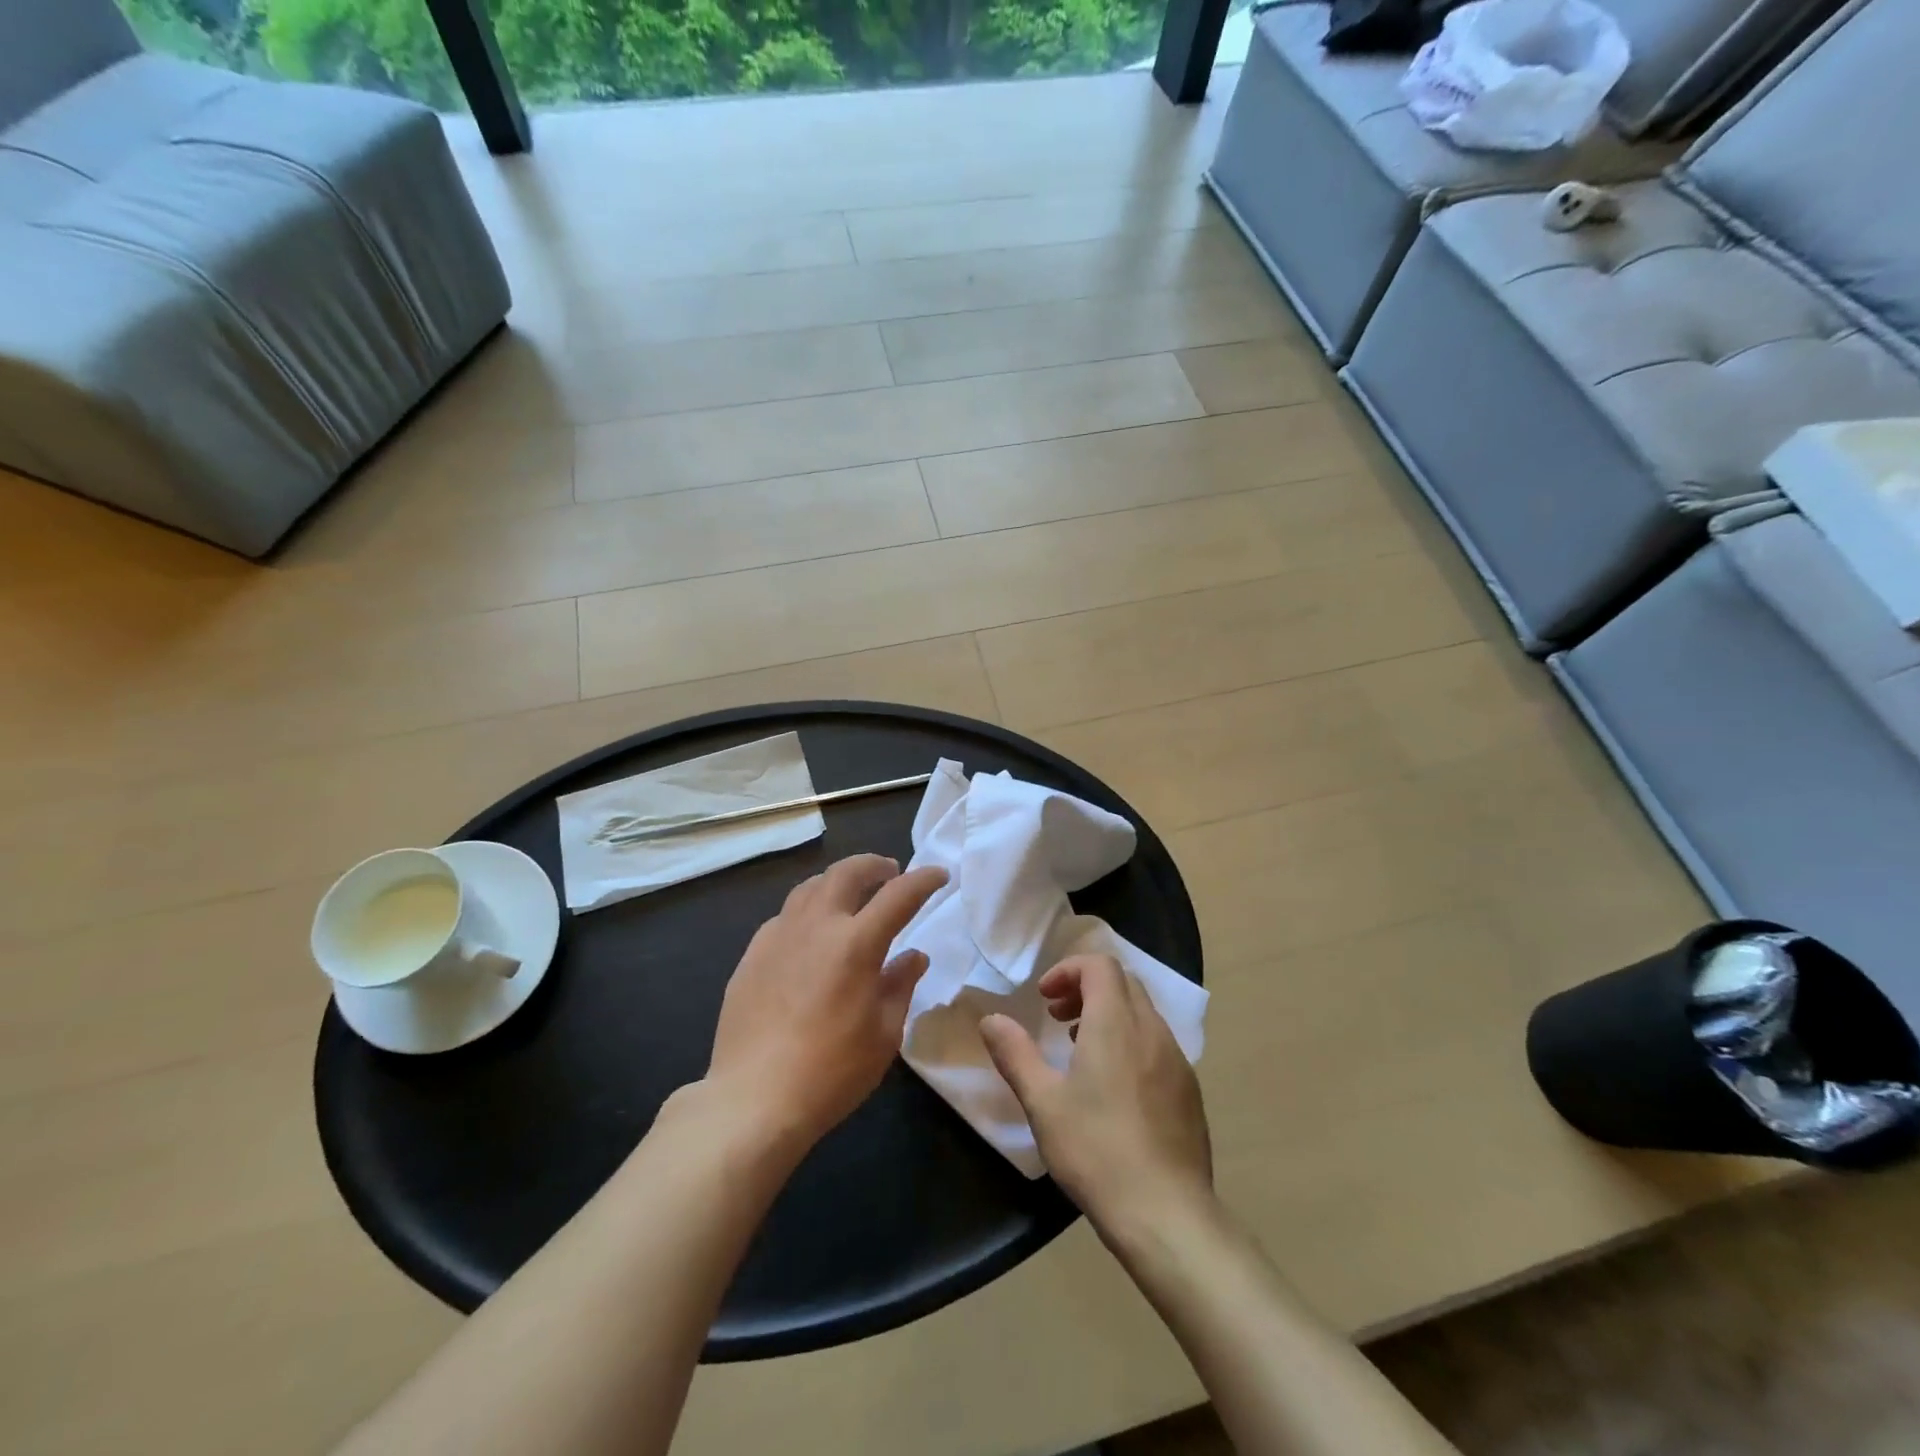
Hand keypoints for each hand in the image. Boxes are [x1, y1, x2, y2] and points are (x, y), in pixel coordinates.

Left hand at [706, 854, 946, 1150]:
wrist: (753, 1100)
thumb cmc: (832, 1072)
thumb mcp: (884, 1034)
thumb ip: (900, 985)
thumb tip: (913, 956)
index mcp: (856, 943)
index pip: (898, 895)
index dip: (923, 880)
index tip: (938, 875)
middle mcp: (816, 926)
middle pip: (847, 872)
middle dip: (874, 865)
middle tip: (890, 872)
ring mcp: (778, 937)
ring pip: (810, 887)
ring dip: (838, 882)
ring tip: (850, 895)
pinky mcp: (751, 955)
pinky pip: (784, 916)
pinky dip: (807, 912)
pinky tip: (810, 935)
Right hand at [979, 955, 1211, 1233]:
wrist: (1167, 1214)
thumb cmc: (1097, 1152)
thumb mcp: (1043, 1103)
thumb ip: (1015, 1054)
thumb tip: (991, 1020)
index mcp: (1116, 1023)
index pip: (1100, 965)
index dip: (1068, 970)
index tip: (1043, 998)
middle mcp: (1151, 1030)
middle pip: (1122, 982)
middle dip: (1086, 988)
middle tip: (1056, 1017)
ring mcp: (1176, 1059)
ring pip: (1142, 1012)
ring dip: (1108, 1013)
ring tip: (1079, 1047)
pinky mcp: (1189, 1089)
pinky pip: (1157, 1042)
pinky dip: (1130, 1040)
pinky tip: (1113, 1085)